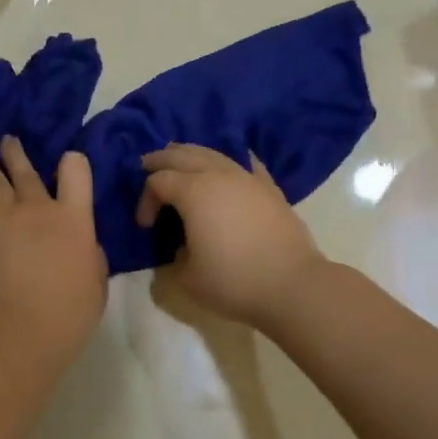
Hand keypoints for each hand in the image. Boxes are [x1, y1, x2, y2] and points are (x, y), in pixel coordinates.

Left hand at [0, 139, 106, 368]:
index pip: (76, 169)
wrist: (19, 331)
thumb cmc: (68, 313)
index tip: (68, 162)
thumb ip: (89, 252)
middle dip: (15, 152)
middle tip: (7, 141)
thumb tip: (80, 242)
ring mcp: (4, 217)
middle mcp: (38, 207)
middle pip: (25, 168)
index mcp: (74, 218)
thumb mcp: (96, 280)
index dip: (73, 161)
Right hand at [135, 144, 327, 329]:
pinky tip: (230, 165)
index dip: (145, 199)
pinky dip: (229, 162)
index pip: (158, 182)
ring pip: (213, 153)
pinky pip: (245, 164)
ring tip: (181, 162)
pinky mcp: (269, 188)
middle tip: (147, 166)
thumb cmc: (234, 281)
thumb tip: (182, 249)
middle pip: (182, 154)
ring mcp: (247, 178)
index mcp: (193, 192)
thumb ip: (174, 259)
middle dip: (161, 160)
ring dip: (191, 155)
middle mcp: (218, 175)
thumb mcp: (187, 278)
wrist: (292, 285)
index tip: (145, 226)